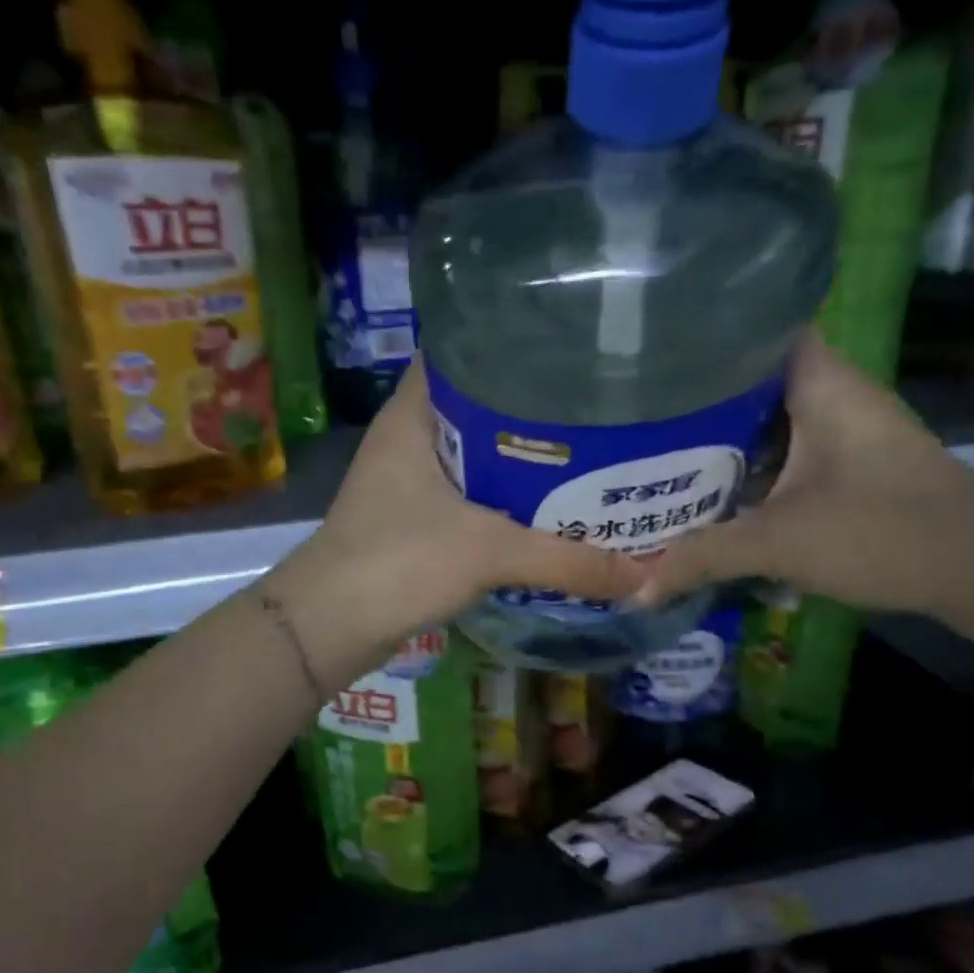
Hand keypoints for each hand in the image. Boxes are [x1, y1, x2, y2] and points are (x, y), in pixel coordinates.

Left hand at [269, 361, 645, 674]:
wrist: (329, 626)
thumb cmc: (398, 562)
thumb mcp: (489, 552)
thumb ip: (566, 560)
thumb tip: (643, 574)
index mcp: (414, 414)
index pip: (465, 352)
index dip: (515, 346)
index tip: (574, 351)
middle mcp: (409, 437)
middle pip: (480, 406)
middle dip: (535, 409)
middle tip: (598, 406)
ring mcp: (409, 480)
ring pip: (477, 455)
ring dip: (523, 459)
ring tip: (588, 453)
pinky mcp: (414, 519)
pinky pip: (470, 495)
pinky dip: (505, 499)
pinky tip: (548, 508)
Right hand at [638, 333, 973, 616]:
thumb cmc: (883, 532)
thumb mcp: (779, 543)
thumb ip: (703, 558)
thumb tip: (638, 590)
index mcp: (820, 382)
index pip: (756, 327)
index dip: (702, 333)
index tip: (649, 351)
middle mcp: (831, 393)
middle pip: (752, 376)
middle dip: (696, 393)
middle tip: (634, 409)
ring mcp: (842, 429)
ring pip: (766, 416)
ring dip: (720, 433)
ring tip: (654, 444)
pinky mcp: (847, 463)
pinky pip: (782, 448)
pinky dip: (747, 461)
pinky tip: (709, 484)